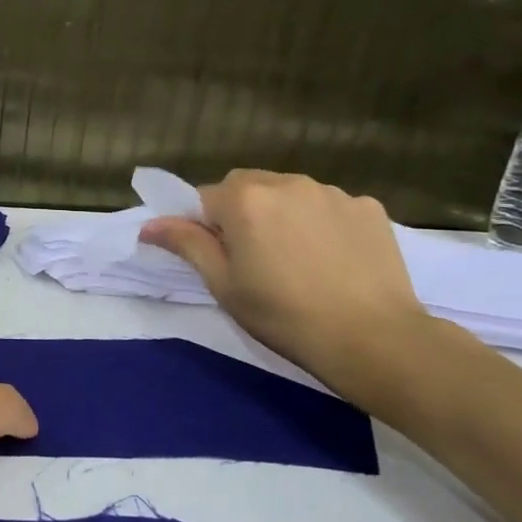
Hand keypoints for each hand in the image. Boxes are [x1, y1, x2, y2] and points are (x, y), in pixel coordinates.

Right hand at [139, 170, 432, 396]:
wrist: (372, 338)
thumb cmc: (283, 315)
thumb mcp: (224, 284)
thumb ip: (187, 245)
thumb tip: (149, 225)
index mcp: (245, 200)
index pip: (205, 197)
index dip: (205, 226)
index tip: (220, 258)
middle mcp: (287, 183)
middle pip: (248, 186)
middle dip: (242, 212)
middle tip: (254, 258)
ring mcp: (333, 192)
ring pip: (290, 193)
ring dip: (282, 214)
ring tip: (297, 259)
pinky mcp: (369, 207)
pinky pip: (329, 206)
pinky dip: (322, 222)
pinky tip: (332, 258)